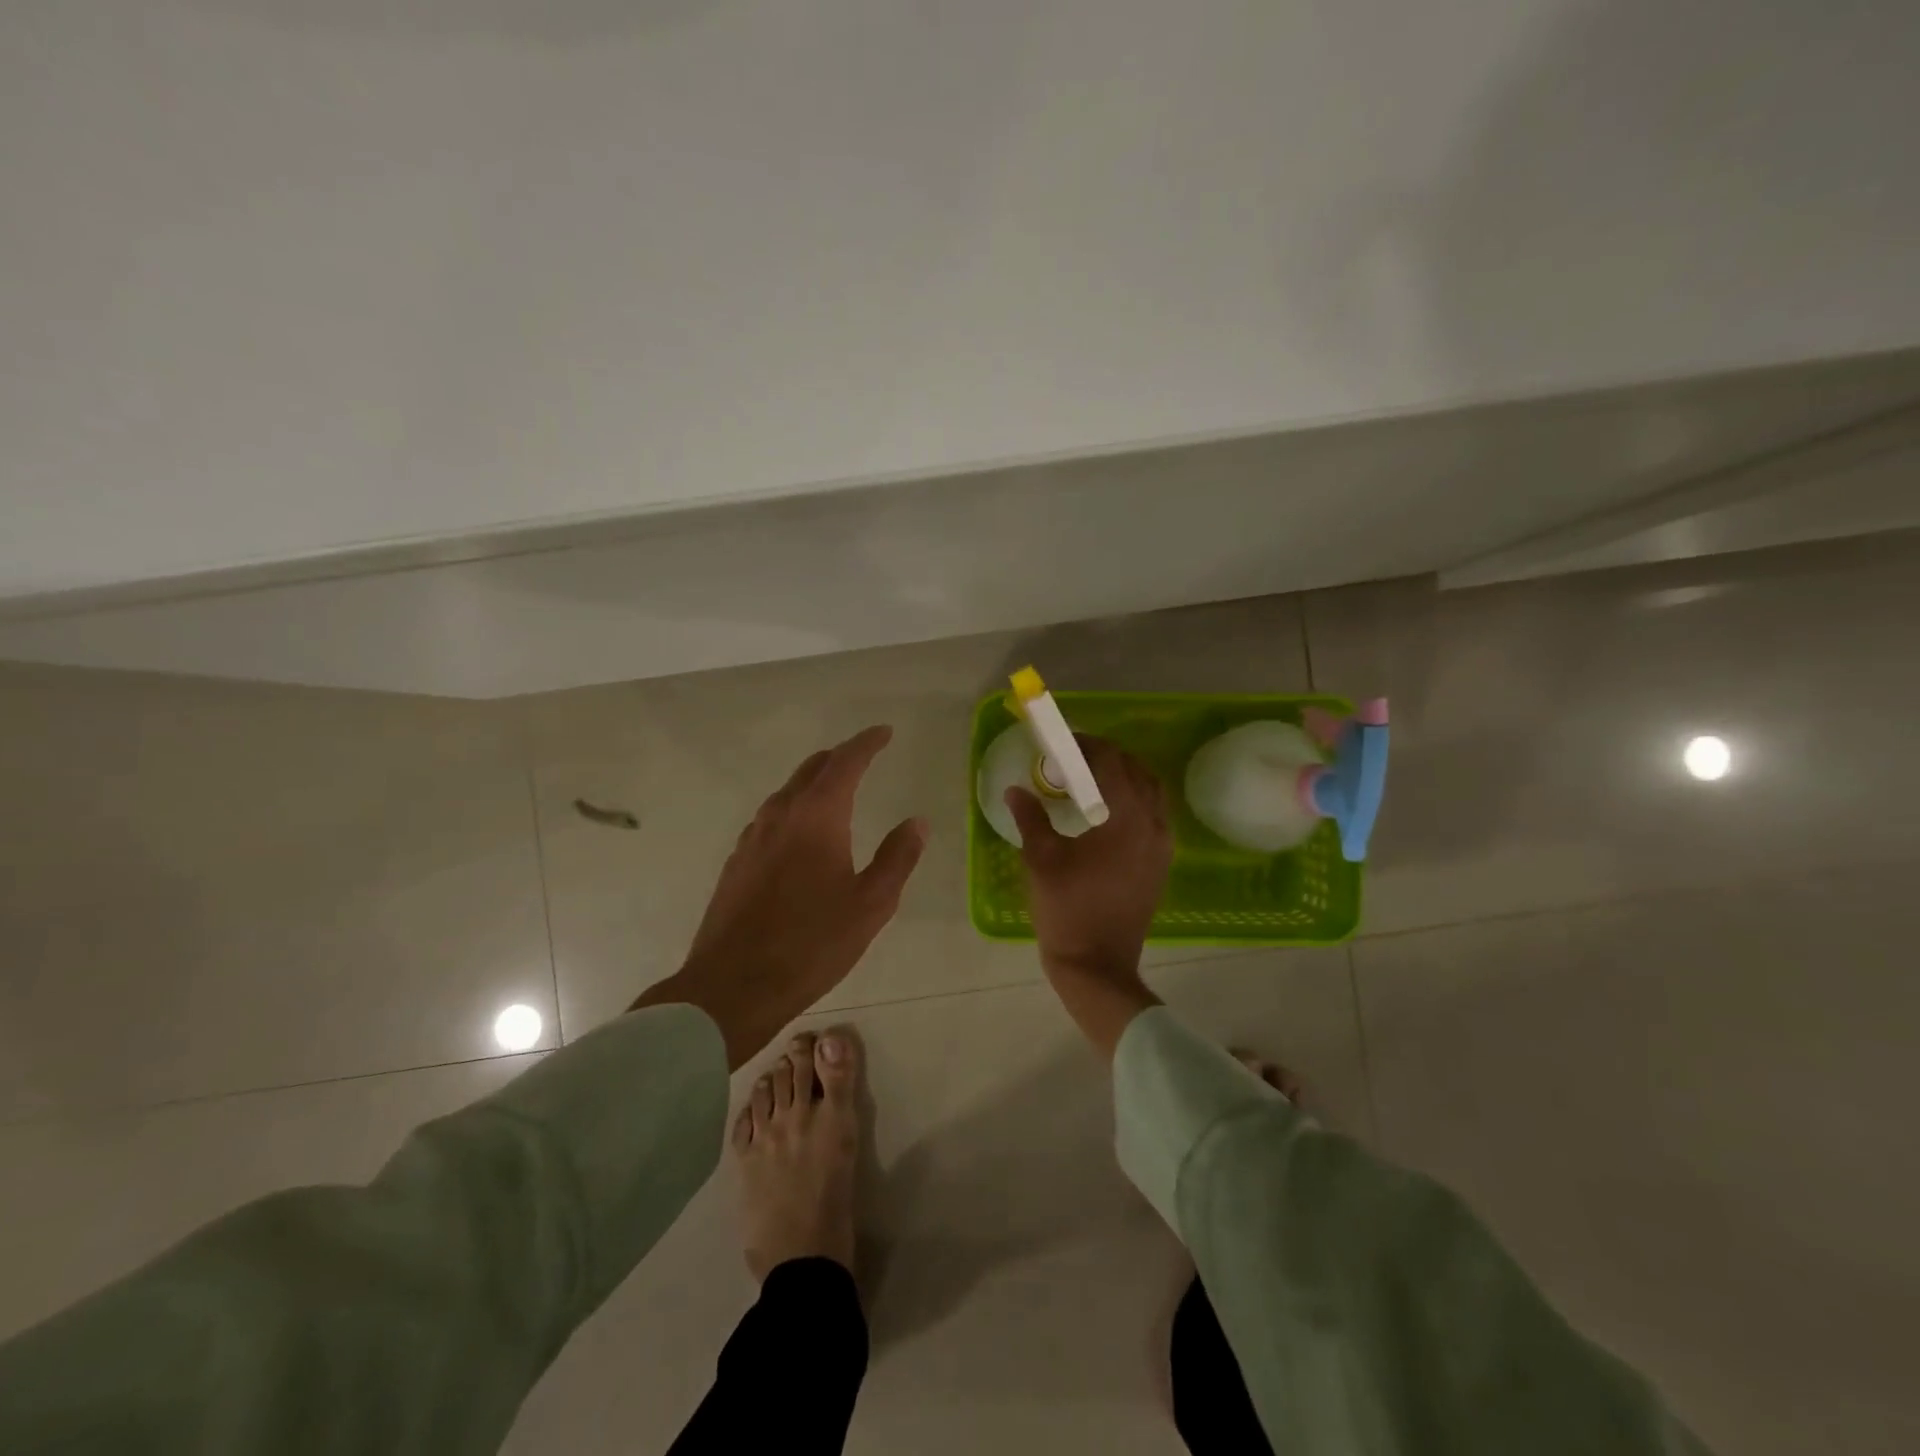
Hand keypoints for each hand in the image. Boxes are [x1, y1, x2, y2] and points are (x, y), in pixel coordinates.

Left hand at [634, 726, 927, 1067]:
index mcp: (817, 816)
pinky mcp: (737, 862)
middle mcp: (780, 816)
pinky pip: (770, 818)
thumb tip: (917, 822)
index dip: (866, 743)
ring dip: (813, 781)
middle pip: (811, 770)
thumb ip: (897, 858)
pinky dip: (793, 808)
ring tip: (835, 789)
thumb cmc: (812, 944)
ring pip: (786, 792)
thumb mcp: (871, 904)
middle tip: (863, 755)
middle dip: (839, 757)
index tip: (884, 732)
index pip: (845, 763)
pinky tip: (799, 833)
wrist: (733, 986)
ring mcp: (752, 838)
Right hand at [1005, 736, 1171, 1057]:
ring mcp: (1163, 846)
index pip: (1112, 763)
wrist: (1097, 966)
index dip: (1088, 746)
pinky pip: (1154, 816)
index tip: (1064, 743)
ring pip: (1151, 793)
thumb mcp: (1041, 859)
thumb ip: (1031, 817)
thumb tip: (1016, 790)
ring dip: (1124, 778)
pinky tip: (1106, 813)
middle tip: (1074, 759)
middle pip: (1138, 772)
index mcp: (1127, 819)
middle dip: (1107, 758)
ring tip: (1090, 781)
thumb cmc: (1067, 910)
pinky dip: (1134, 801)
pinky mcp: (1161, 864)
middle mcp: (1154, 825)